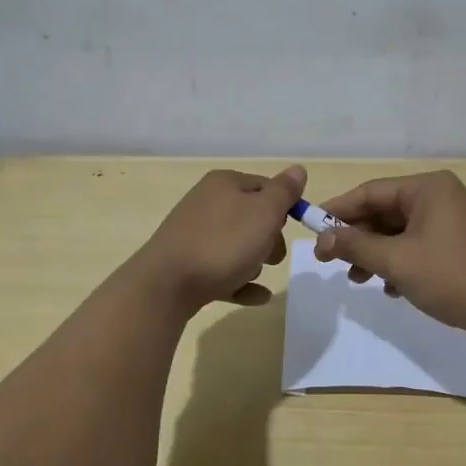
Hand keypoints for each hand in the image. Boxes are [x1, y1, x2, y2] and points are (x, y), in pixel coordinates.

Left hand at [131, 166, 304, 312]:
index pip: (266, 186)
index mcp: (224, 184)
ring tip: (254, 276)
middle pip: (251, 217)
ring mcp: (193, 234)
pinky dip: (240, 281)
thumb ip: (284, 191)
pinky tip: (257, 296)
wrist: (167, 284)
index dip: (283, 207)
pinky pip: (222, 270)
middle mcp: (207, 202)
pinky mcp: (187, 264)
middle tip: (273, 257)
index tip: (290, 229)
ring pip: (236, 245)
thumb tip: (298, 169)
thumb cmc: (223, 243)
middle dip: (269, 239)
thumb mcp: (264, 212)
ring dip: (253, 262)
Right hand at [312, 170, 465, 333]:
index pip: (370, 192)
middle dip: (357, 238)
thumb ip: (355, 247)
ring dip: (375, 254)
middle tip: (330, 262)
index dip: (338, 211)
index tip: (311, 231)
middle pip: (384, 211)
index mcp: (427, 188)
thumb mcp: (396, 261)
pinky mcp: (457, 245)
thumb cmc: (452, 276)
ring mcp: (451, 221)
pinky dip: (398, 263)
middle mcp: (439, 197)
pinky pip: (416, 246)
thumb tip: (321, 239)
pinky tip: (390, 288)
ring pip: (399, 232)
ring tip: (357, 280)